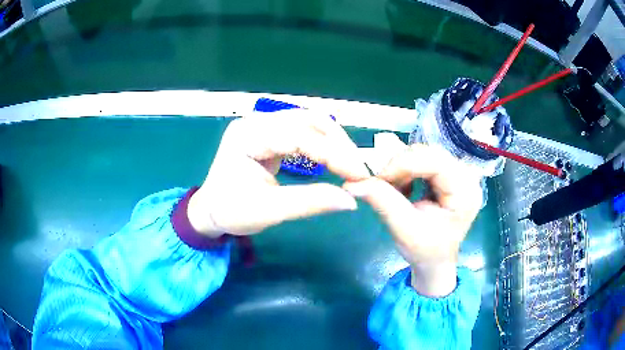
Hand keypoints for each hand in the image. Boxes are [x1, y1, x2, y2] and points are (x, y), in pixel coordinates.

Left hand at [187, 110, 370, 236]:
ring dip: (334, 142)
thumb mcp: (268, 211)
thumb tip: (352, 201)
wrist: (210, 211)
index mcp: (247, 136)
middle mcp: (256, 122)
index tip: (359, 175)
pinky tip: (334, 160)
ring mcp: (263, 125)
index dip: (332, 153)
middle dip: (338, 144)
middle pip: (308, 119)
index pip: (298, 135)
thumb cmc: (230, 212)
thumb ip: (309, 203)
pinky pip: (304, 131)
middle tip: (358, 171)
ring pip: (310, 122)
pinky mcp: (271, 134)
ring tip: (350, 166)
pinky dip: (323, 144)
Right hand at [344, 144, 482, 296]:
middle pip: (430, 153)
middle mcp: (467, 177)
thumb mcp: (403, 229)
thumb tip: (352, 182)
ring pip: (424, 153)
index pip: (435, 162)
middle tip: (380, 182)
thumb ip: (382, 201)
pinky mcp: (449, 174)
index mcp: (465, 192)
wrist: (435, 261)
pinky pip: (424, 160)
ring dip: (401, 167)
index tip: (377, 177)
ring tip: (391, 187)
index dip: (403, 163)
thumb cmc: (425, 251)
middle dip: (400, 164)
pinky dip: (407, 170)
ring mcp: (459, 173)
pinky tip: (403, 187)